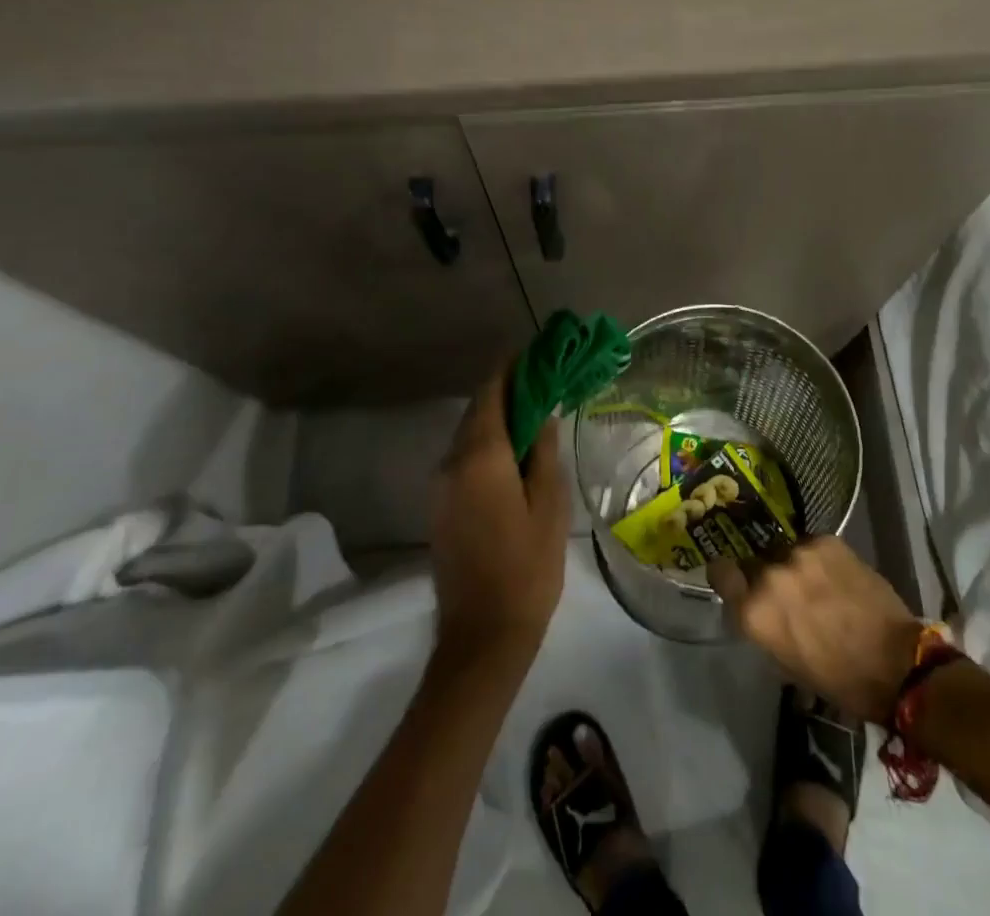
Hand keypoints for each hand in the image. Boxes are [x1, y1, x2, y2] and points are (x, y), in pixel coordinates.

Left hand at [429, 370, 570, 677]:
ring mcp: (441, 486)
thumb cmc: (527, 568)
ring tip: (533, 414)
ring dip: (496, 419)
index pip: (490, 392)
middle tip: (541, 383)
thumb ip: (543, 452)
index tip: (534, 354)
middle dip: (506, 391)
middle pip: (476, 410)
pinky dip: (486, 445)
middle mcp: (452, 462)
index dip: (510, 368)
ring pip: (468, 435)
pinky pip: (463, 459)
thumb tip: (542, 413)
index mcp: (481, 457)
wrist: (482, 636)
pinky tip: (513, 455)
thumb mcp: (549, 505)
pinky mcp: (440, 508)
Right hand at [709, 536, 923, 724]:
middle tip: (786, 592)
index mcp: (755, 611)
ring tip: (816, 584)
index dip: (725, 575)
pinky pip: (811, 545)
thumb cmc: (839, 679)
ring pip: (784, 551)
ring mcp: (799, 553)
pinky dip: (818, 559)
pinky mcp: (827, 541)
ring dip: (792, 566)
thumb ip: (764, 626)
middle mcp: (770, 575)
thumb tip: (758, 608)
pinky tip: (835, 577)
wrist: (897, 663)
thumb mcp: (786, 663)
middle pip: (754, 561)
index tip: (735, 580)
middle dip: (764, 575)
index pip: (720, 571)